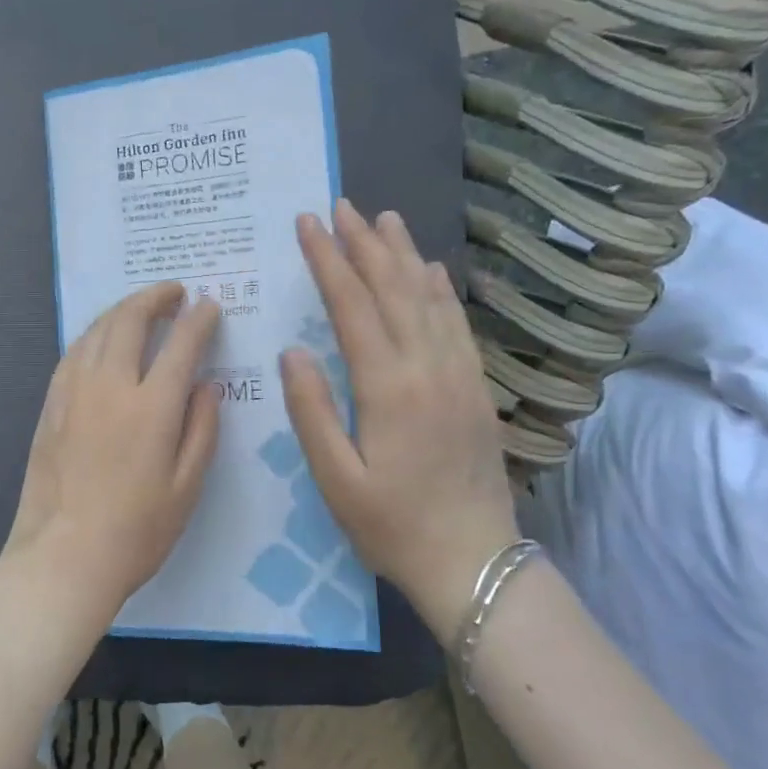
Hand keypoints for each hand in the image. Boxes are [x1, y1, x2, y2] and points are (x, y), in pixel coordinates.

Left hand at [0, 282, 222, 633]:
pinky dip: (94, 334)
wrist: (63, 557)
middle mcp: (110, 386)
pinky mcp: (50, 405)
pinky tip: (102, 339)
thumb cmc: (136, 531)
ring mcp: (73, 392)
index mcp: (151, 407)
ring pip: (96, 330)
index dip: (199, 319)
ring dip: (122, 309)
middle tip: (174, 291)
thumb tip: (206, 384)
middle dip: (155, 297)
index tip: (210, 305)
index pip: (181, 344)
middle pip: (130, 321)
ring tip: (141, 307)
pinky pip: (73, 352)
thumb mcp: (187, 487)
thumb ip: (202, 428)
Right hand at [280, 200, 520, 642]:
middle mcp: (427, 368)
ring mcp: (458, 375)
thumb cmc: (392, 526)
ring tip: (384, 219)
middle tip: (341, 206)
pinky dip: (440, 291)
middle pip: (393, 289)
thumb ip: (312, 410)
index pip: (353, 306)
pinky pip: (457, 325)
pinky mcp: (475, 388)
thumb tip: (292, 351)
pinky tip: (431, 270)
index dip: (328, 261)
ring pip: (428, 299)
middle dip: (363, 244)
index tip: (308, 224)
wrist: (474, 562)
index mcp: (388, 387)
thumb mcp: (335, 478)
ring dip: (404, 255)